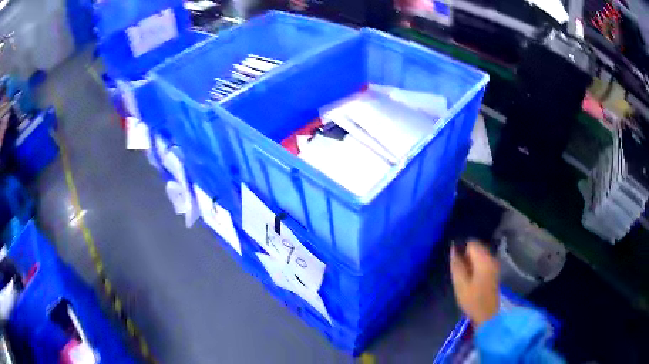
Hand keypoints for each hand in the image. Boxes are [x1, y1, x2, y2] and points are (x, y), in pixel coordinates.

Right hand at [450, 241, 499, 326]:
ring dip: (471, 260)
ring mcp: (494, 264)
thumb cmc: (472, 300)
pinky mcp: (494, 271)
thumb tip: (453, 247)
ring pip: (480, 254)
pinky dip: (476, 264)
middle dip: (466, 254)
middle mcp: (491, 258)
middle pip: (477, 247)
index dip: (461, 248)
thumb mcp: (460, 283)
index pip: (471, 242)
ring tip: (463, 273)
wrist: (487, 315)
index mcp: (483, 259)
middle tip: (457, 268)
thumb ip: (456, 264)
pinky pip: (483, 260)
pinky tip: (471, 276)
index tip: (454, 259)